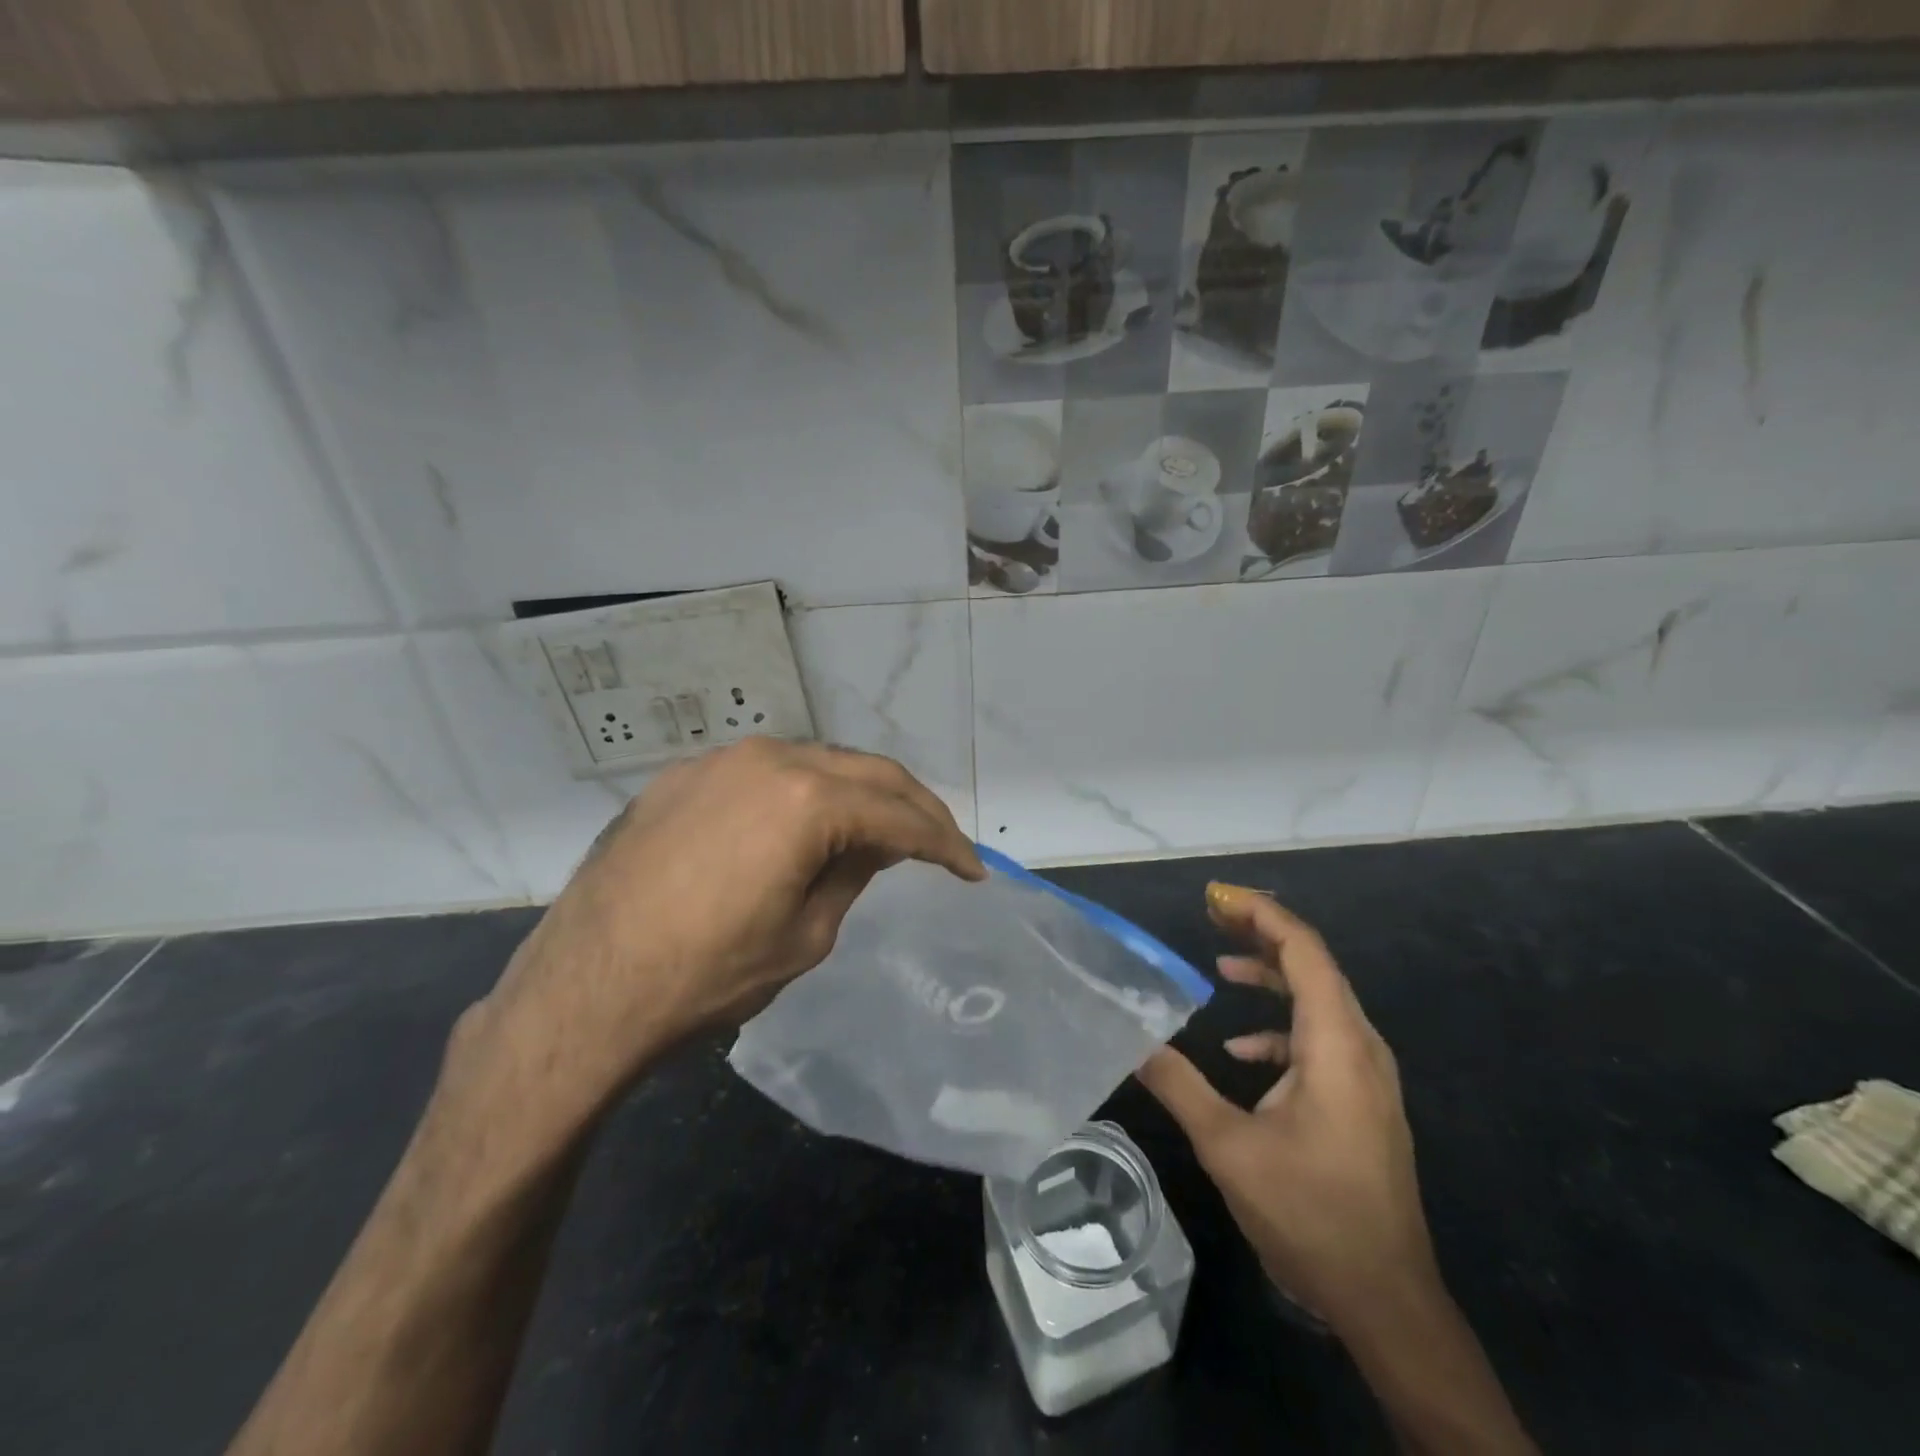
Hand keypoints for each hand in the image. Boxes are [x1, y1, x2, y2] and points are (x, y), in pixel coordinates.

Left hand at [480, 738, 984, 1106]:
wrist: (584, 991)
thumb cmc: (707, 975)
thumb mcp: (806, 935)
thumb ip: (852, 872)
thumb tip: (877, 842)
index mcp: (806, 799)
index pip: (899, 814)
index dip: (944, 843)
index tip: (971, 869)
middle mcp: (767, 759)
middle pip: (865, 772)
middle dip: (911, 806)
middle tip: (940, 843)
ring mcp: (719, 761)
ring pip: (815, 763)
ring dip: (857, 794)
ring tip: (879, 832)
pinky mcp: (683, 777)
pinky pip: (764, 774)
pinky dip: (802, 794)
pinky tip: (805, 825)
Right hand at [1137, 882, 1437, 1335]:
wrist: (1387, 1301)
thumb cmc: (1311, 1214)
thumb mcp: (1229, 1147)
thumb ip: (1178, 1083)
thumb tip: (1132, 1038)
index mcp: (1336, 1044)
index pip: (1304, 951)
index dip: (1261, 913)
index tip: (1215, 896)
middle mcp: (1360, 1046)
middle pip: (1314, 966)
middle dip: (1261, 933)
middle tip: (1211, 914)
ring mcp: (1366, 1075)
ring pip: (1319, 1000)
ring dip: (1271, 976)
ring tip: (1220, 964)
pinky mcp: (1361, 1100)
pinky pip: (1321, 1038)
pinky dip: (1280, 1027)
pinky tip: (1241, 1051)